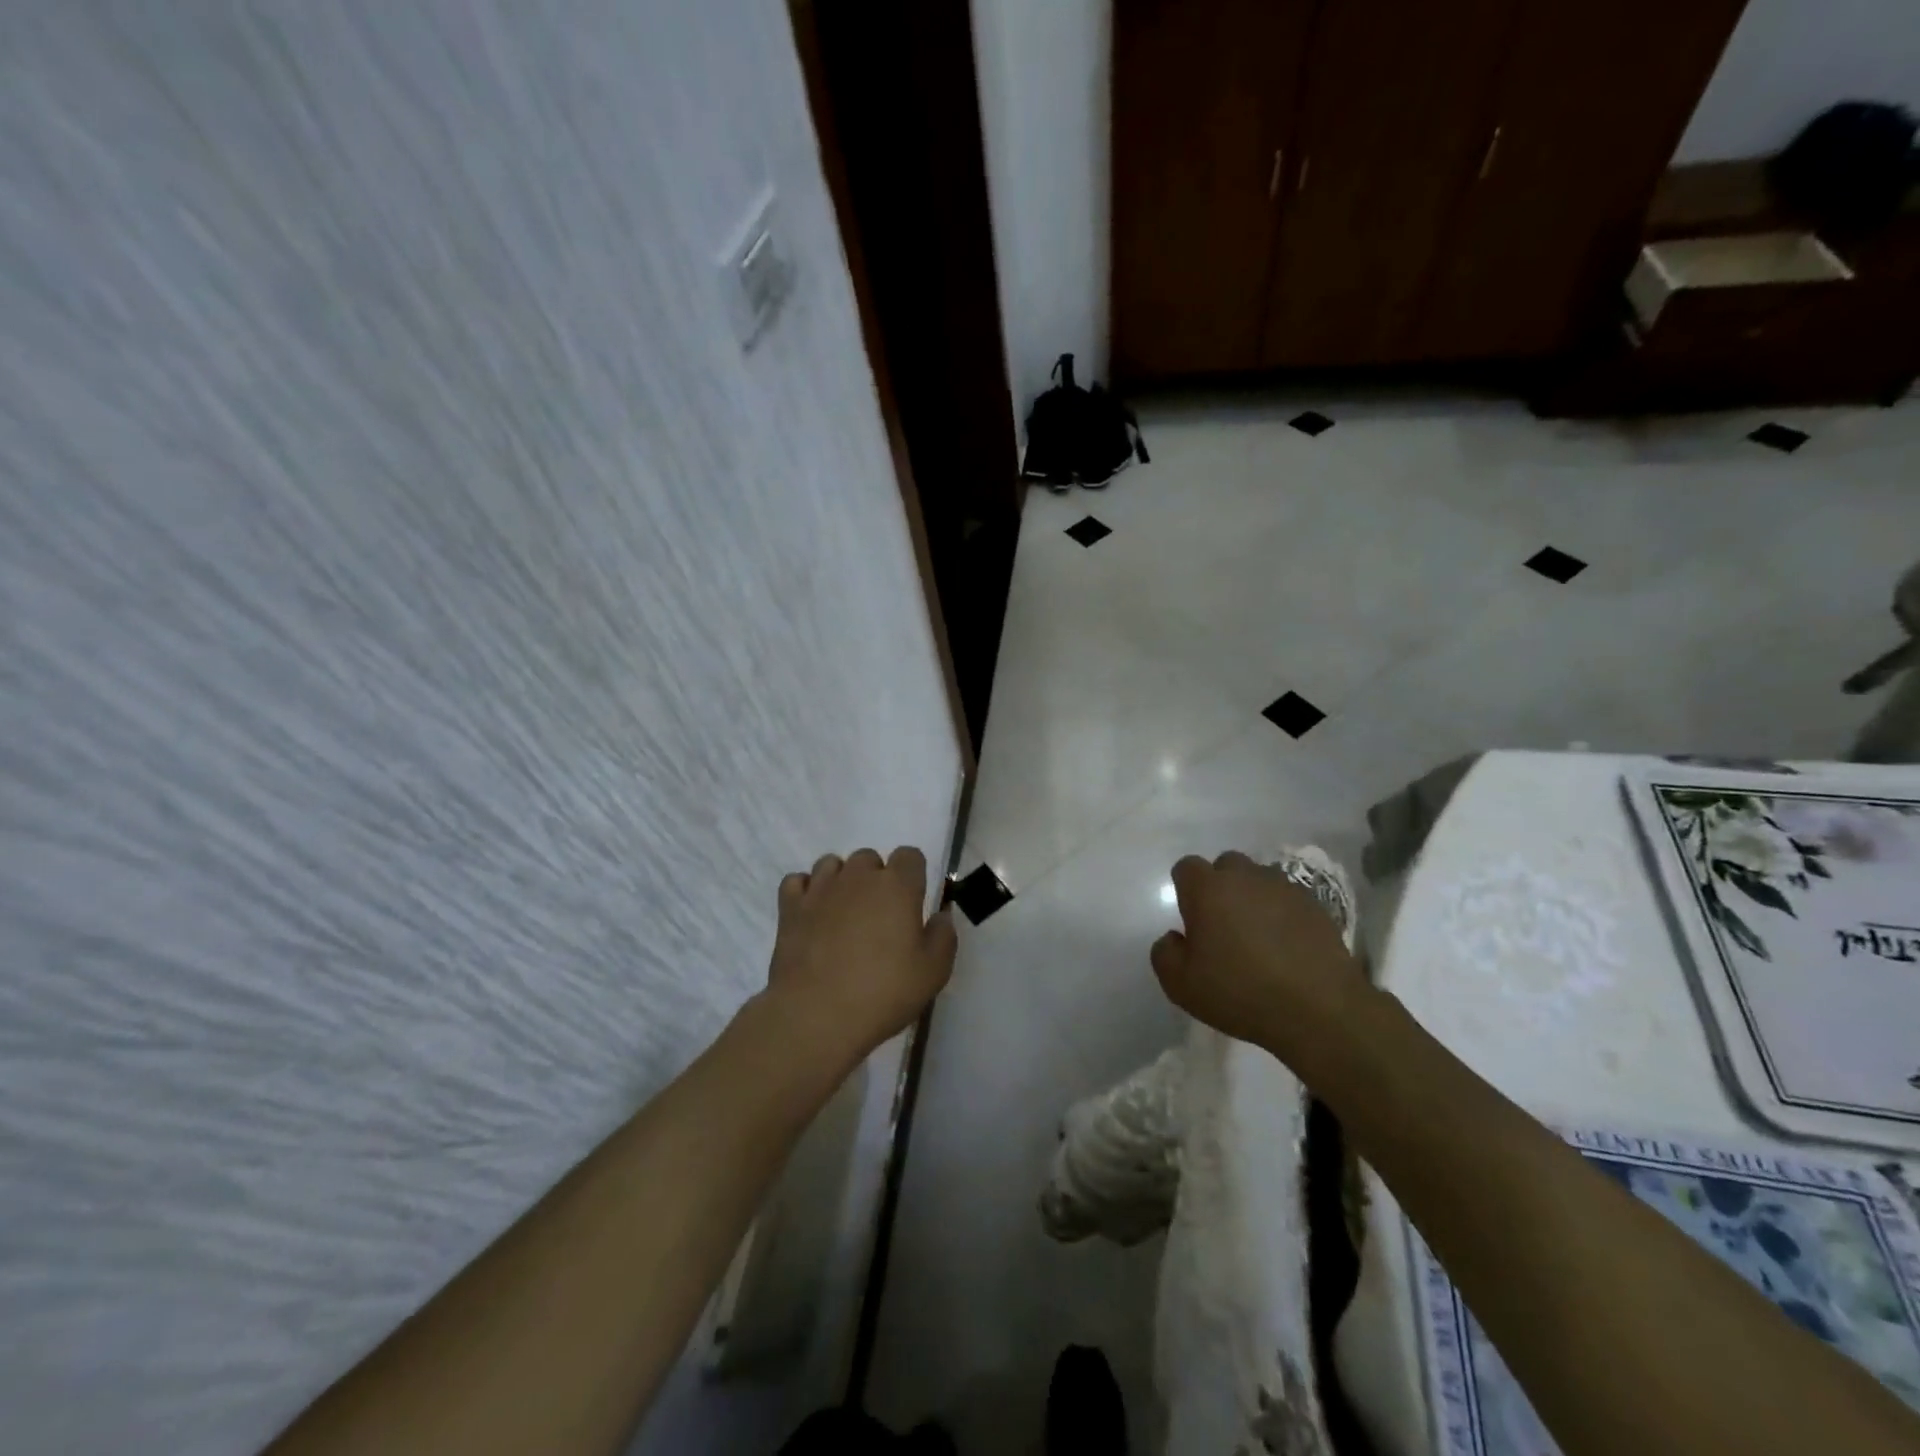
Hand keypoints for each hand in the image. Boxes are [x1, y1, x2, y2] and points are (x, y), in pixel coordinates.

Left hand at [764, 846, 957, 1063]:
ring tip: (843, 912)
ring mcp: (820, 889)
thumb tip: (940, 915)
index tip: (913, 902)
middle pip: (869, 858)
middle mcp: (858, 876)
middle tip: (878, 915)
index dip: (913, 875)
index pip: (910, 855)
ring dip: (841, 880)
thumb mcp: (934, 972)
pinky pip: (797, 881)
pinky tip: (812, 913)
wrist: (817, 1015)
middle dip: (876, 878)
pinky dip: (805, 891)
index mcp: (897, 886)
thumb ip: (943, 936)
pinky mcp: (790, 907)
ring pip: (832, 864)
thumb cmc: (884, 992)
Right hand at [1150, 851, 1365, 1054]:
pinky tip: (1287, 945)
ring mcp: (1284, 888)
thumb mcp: (1181, 985)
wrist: (1319, 1009)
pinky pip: (1288, 898)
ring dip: (1253, 897)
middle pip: (1225, 865)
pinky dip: (1282, 913)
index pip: (1186, 868)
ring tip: (1258, 935)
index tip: (1191, 919)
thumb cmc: (1240, 993)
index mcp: (1208, 889)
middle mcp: (1245, 877)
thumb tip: (1174, 937)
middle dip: (1220, 887)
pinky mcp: (1316, 905)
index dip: (1185, 890)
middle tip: (1223, 925)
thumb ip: (1165, 953)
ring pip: (1259, 879)